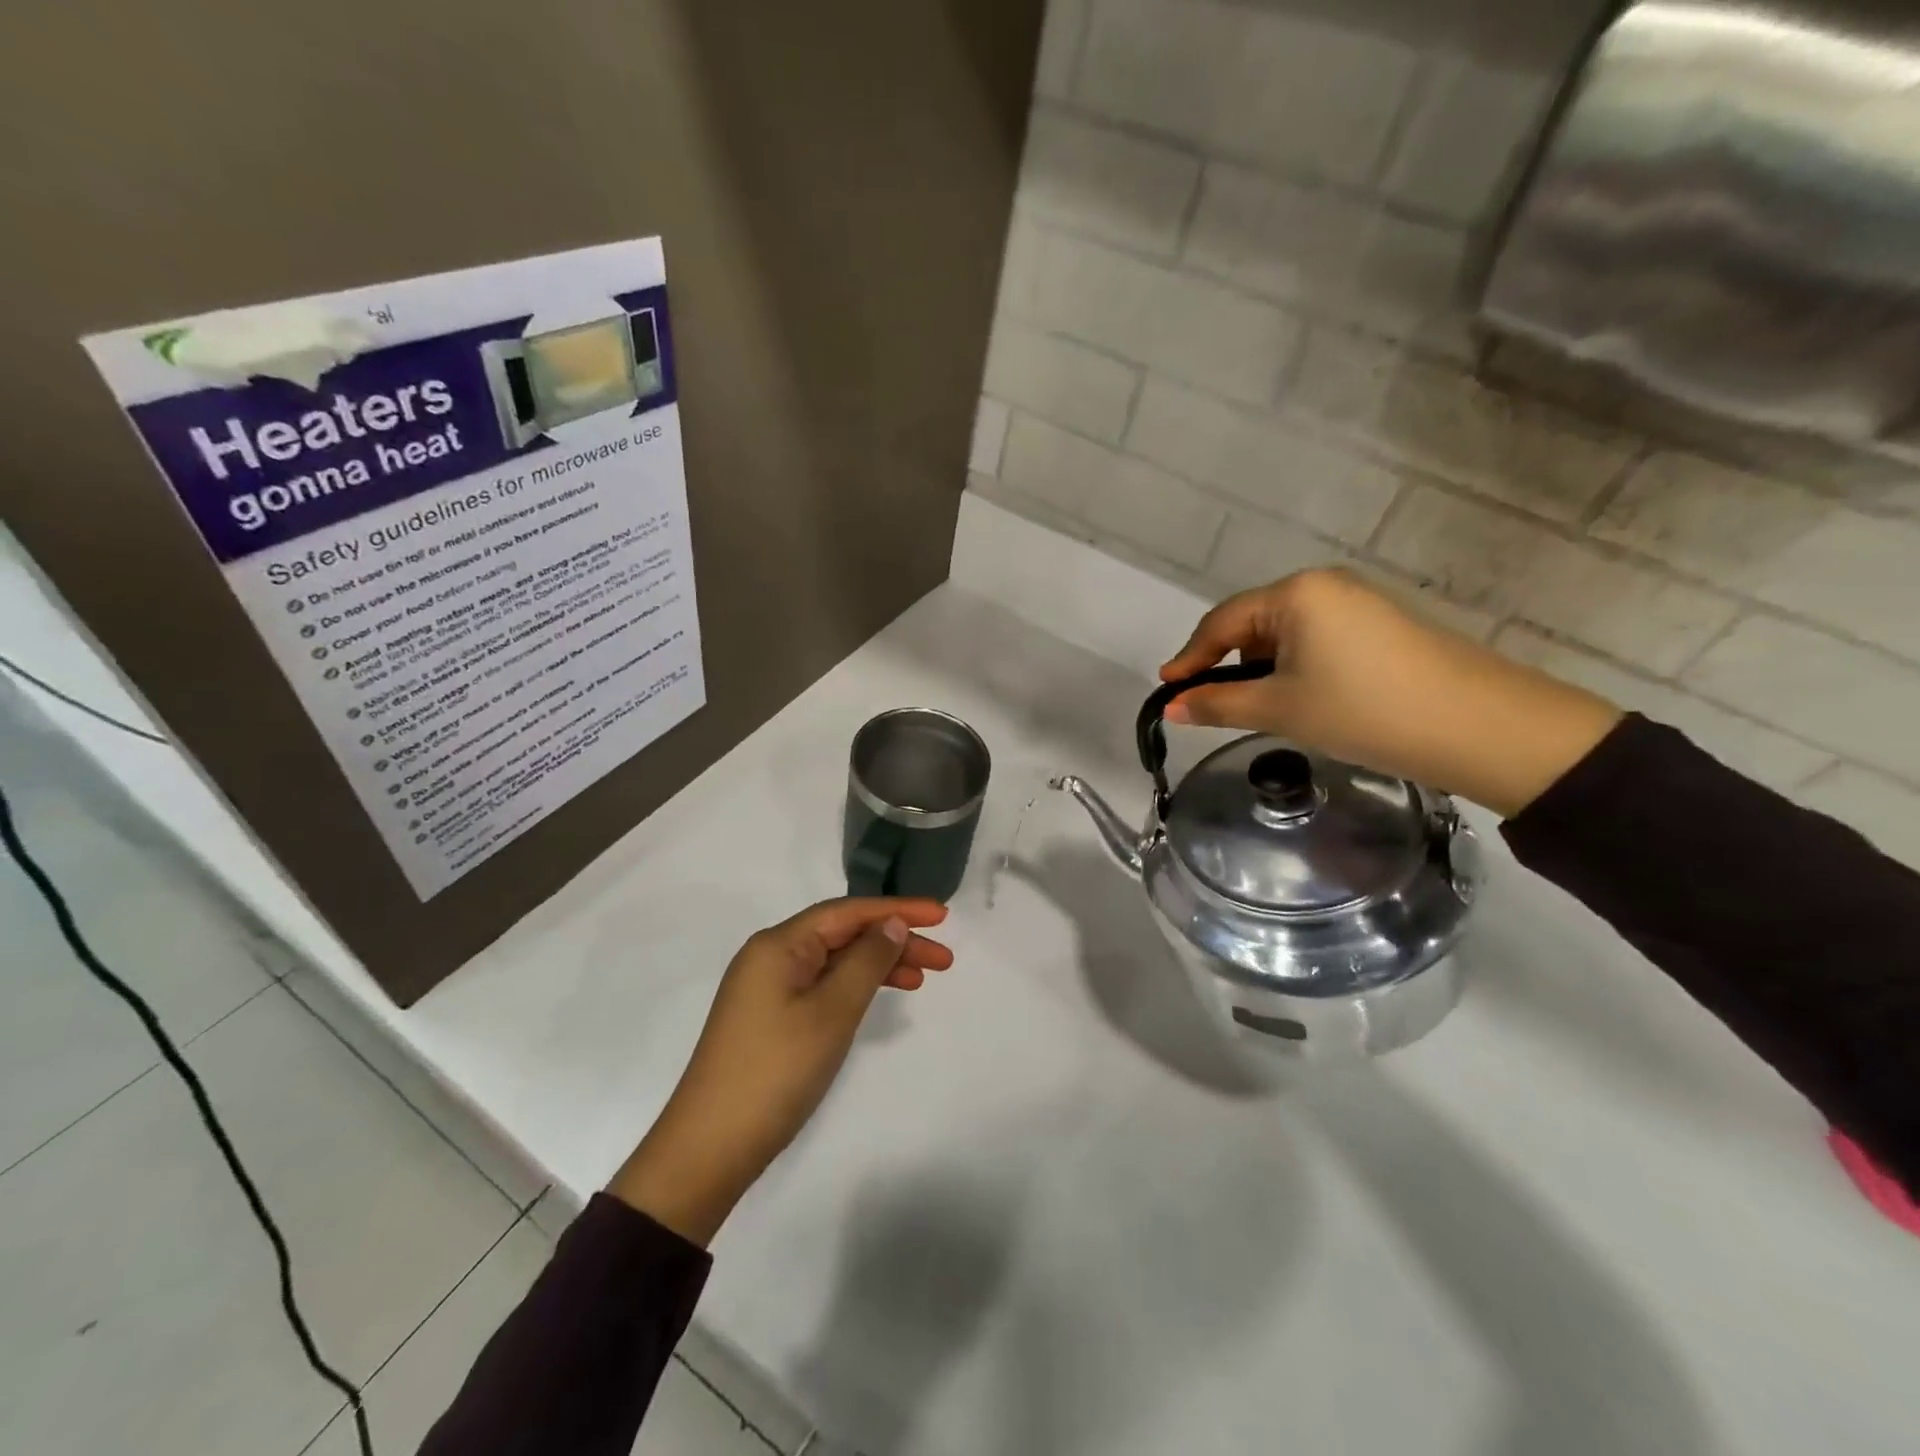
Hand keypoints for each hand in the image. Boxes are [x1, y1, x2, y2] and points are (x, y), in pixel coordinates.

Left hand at [608, 898, 952, 1244]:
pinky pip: (822, 986)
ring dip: (879, 965)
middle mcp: (771, 956)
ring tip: (924, 978)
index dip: (898, 910)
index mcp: (779, 944)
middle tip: (944, 958)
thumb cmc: (776, 1071)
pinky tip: (880, 997)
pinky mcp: (770, 1018)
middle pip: (843, 934)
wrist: (710, 1149)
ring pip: (835, 962)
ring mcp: (768, 988)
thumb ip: (867, 961)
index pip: (848, 912)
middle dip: (894, 940)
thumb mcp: (831, 1012)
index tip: (942, 916)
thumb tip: (892, 924)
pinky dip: (855, 988)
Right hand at [1161, 568, 1621, 817]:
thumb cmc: (1362, 710)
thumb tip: (1172, 708)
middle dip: (1227, 663)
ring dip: (1262, 667)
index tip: (1167, 690)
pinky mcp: (1382, 625)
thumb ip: (1217, 704)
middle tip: (1210, 704)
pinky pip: (1317, 639)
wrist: (1478, 726)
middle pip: (1252, 623)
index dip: (1189, 658)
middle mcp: (1324, 585)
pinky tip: (1304, 698)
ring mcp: (1358, 602)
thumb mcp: (1279, 709)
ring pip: (1285, 633)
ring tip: (1261, 708)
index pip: (1221, 622)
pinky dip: (1296, 667)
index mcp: (1294, 593)